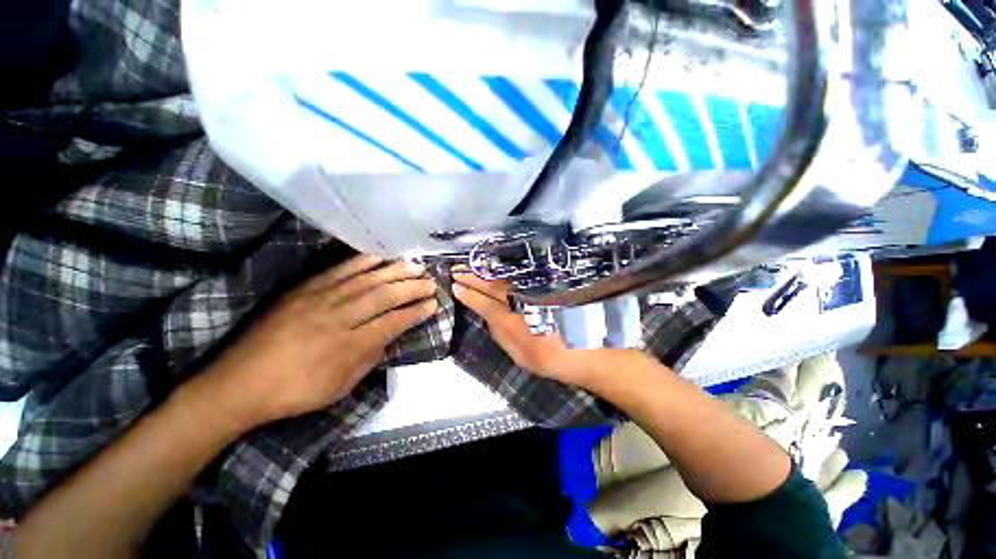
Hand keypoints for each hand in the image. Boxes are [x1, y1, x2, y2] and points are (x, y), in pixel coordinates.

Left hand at [191, 255, 438, 432]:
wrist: (237, 383)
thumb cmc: (294, 393)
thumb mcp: (339, 388)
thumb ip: (369, 360)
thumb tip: (388, 338)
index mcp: (348, 346)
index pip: (393, 322)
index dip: (416, 312)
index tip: (433, 304)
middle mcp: (339, 318)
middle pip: (384, 296)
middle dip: (412, 288)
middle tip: (431, 282)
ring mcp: (320, 299)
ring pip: (366, 280)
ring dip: (395, 271)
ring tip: (415, 266)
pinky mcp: (304, 289)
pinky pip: (338, 271)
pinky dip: (362, 261)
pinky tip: (380, 256)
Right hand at [452, 271, 627, 386]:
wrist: (587, 349)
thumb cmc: (552, 357)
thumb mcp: (520, 355)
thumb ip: (501, 334)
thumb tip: (488, 316)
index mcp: (512, 321)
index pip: (484, 303)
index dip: (468, 294)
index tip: (454, 285)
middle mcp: (521, 301)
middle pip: (492, 285)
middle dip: (472, 276)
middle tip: (456, 269)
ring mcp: (533, 291)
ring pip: (504, 278)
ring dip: (486, 271)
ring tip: (470, 266)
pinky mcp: (544, 286)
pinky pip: (519, 276)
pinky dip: (504, 272)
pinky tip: (496, 269)